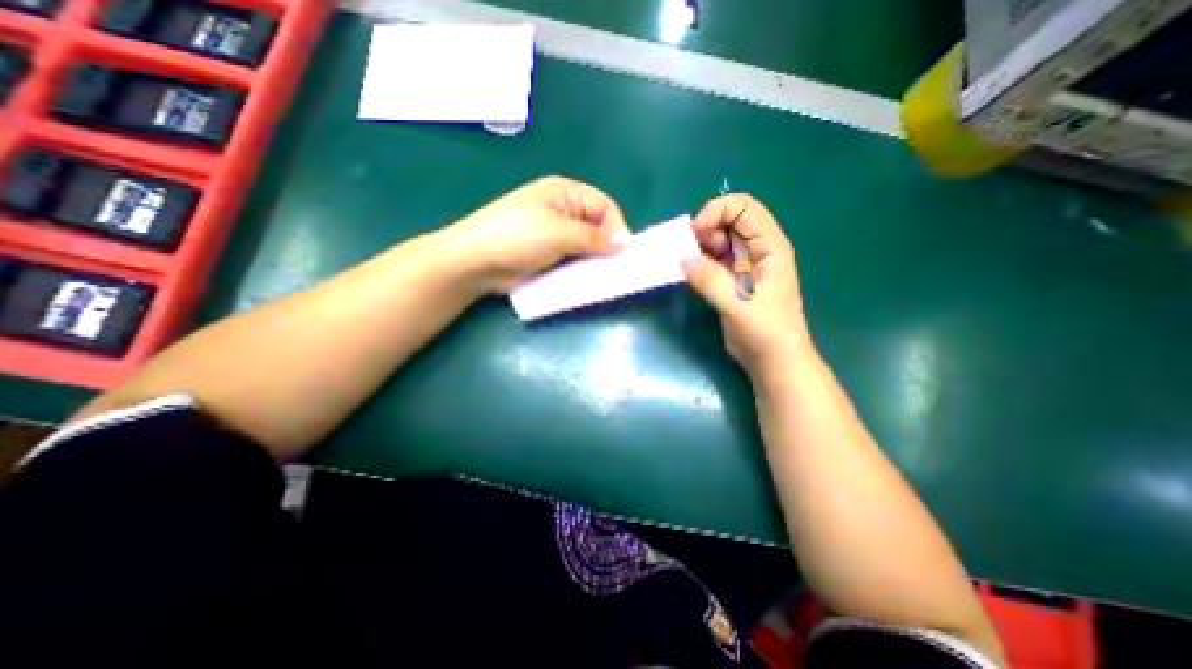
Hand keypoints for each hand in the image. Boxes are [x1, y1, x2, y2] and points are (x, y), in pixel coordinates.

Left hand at [448, 174, 630, 291]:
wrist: (475, 261)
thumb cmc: (516, 236)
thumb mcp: (557, 232)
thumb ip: (592, 237)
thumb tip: (623, 245)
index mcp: (565, 193)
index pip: (604, 206)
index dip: (617, 228)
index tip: (622, 254)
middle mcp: (564, 211)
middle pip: (598, 226)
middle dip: (607, 246)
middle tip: (613, 269)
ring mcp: (556, 234)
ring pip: (587, 246)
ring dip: (594, 260)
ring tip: (601, 277)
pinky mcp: (549, 254)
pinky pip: (574, 259)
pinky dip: (581, 269)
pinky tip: (585, 280)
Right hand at [680, 194, 809, 376]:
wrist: (772, 359)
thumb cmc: (764, 329)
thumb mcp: (737, 302)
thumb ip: (709, 278)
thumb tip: (682, 258)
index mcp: (769, 245)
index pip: (743, 207)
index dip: (717, 212)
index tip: (696, 234)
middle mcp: (756, 249)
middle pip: (728, 220)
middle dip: (705, 229)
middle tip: (688, 251)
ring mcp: (743, 265)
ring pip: (718, 240)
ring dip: (699, 247)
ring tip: (687, 264)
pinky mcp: (731, 281)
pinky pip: (712, 260)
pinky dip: (698, 262)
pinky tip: (690, 274)